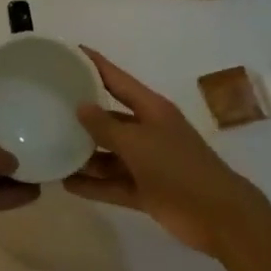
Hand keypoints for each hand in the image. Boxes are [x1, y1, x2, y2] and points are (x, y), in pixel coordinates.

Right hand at [66, 48, 270, 259]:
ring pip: (109, 153)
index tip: (68, 52)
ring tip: (51, 148)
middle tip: (49, 104)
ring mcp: (147, 162)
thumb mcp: (139, 144)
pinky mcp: (147, 190)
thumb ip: (107, 127)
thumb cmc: (179, 169)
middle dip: (83, 113)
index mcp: (151, 109)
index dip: (94, 64)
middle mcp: (147, 130)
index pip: (116, 79)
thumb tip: (81, 106)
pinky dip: (94, 184)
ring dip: (85, 154)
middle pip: (110, 117)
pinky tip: (66, 184)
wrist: (221, 219)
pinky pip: (113, 183)